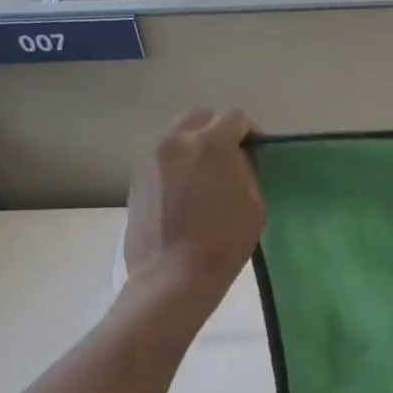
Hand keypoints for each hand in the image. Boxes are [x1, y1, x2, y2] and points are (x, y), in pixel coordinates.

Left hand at [123, 109, 265, 311]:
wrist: (173, 275)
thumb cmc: (225, 241)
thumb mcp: (255, 202)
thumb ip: (247, 170)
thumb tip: (237, 160)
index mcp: (211, 143)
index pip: (235, 118)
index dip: (250, 131)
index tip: (256, 152)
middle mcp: (177, 141)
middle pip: (201, 118)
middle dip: (218, 131)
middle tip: (230, 159)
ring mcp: (152, 159)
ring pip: (178, 138)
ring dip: (195, 148)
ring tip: (206, 179)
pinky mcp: (137, 180)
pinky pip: (163, 160)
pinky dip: (177, 167)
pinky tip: (186, 195)